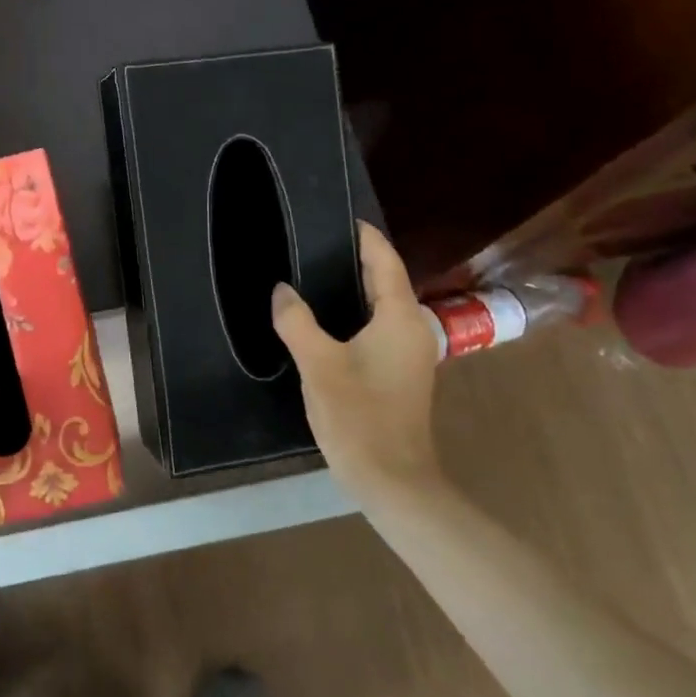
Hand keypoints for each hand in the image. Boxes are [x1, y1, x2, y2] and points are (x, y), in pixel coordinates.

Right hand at [271, 222, 442, 503]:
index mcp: (400, 318)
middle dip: (356, 259)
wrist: (392, 479)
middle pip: (386, 280)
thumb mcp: (319, 364)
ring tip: (315, 274)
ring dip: (355, 288)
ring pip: (382, 306)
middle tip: (315, 243)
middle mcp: (413, 329)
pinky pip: (378, 328)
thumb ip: (297, 321)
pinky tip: (326, 320)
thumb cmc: (359, 416)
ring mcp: (409, 353)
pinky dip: (356, 313)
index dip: (365, 237)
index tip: (340, 217)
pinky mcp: (400, 373)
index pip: (385, 261)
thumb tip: (282, 290)